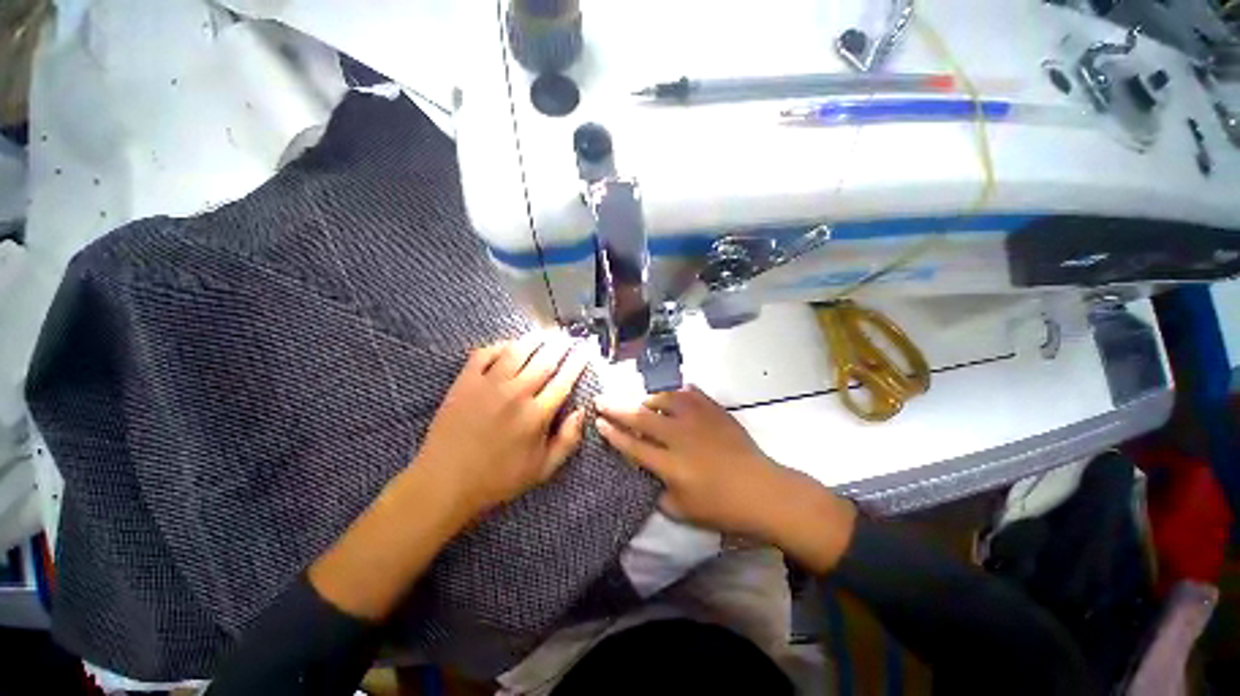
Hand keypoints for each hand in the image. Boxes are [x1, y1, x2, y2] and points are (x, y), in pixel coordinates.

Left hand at [417, 331, 589, 515]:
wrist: (444, 482)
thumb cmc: (498, 478)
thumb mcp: (542, 469)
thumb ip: (568, 441)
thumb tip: (582, 411)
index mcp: (536, 415)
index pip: (564, 379)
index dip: (578, 361)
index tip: (586, 349)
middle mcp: (516, 394)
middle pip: (545, 360)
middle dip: (561, 345)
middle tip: (569, 337)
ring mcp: (488, 385)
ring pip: (518, 351)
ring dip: (535, 339)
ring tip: (546, 334)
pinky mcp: (465, 382)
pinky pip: (485, 353)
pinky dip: (500, 345)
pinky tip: (509, 345)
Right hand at [596, 386, 856, 571]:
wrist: (763, 490)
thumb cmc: (722, 507)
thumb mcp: (683, 511)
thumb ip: (658, 491)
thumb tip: (646, 471)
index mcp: (670, 464)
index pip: (632, 445)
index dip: (612, 433)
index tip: (598, 421)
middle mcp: (680, 436)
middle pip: (641, 416)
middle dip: (616, 407)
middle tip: (601, 399)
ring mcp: (698, 419)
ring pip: (664, 398)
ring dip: (648, 399)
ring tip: (643, 402)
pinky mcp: (714, 410)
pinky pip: (690, 393)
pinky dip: (677, 393)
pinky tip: (674, 395)